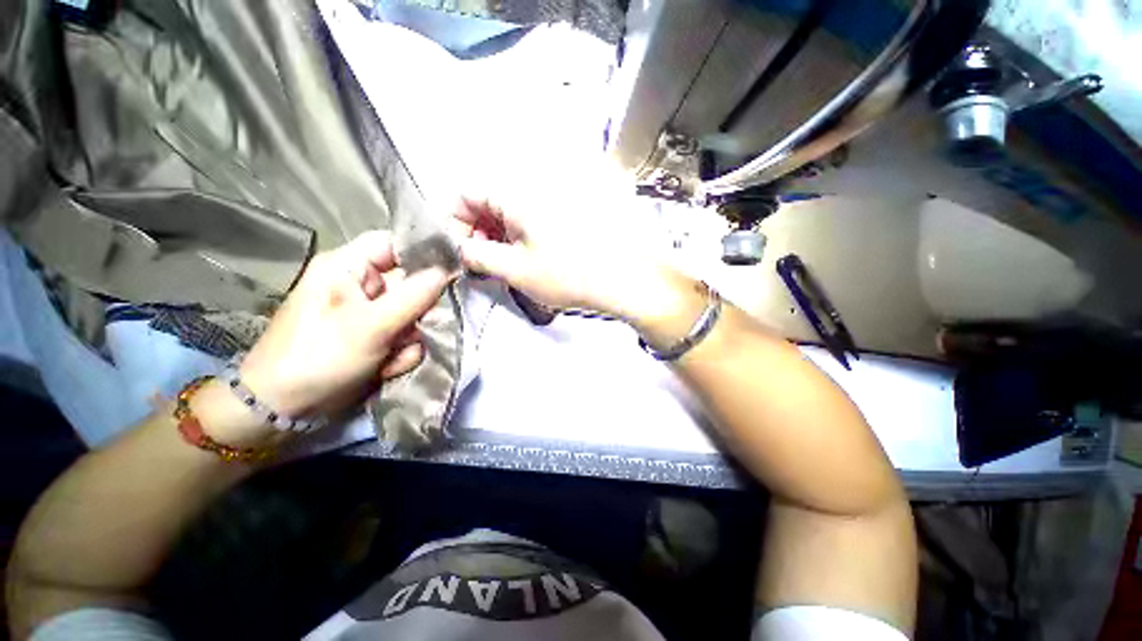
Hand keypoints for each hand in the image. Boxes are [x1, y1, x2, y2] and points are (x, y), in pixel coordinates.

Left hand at [238, 230, 449, 423]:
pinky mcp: (375, 335)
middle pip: (411, 284)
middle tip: (415, 330)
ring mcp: (370, 312)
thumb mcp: (371, 325)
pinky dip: (401, 353)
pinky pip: (406, 336)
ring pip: (414, 314)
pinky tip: (386, 367)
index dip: (424, 253)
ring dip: (410, 338)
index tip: (453, 270)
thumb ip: (414, 296)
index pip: (394, 244)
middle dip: (418, 313)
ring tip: (391, 356)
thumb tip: (447, 271)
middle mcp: (361, 285)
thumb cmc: (319, 357)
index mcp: (348, 267)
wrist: (285, 409)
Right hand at [450, 197, 699, 329]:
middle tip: (488, 260)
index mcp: (516, 191)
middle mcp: (537, 180)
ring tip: (513, 260)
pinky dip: (529, 227)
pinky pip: (540, 208)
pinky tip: (537, 251)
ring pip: (516, 204)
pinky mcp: (578, 200)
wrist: (628, 277)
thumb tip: (461, 249)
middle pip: (492, 197)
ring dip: (505, 230)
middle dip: (482, 229)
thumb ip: (478, 256)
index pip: (467, 193)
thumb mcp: (516, 270)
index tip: (463, 249)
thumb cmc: (571, 275)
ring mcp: (560, 188)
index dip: (457, 222)